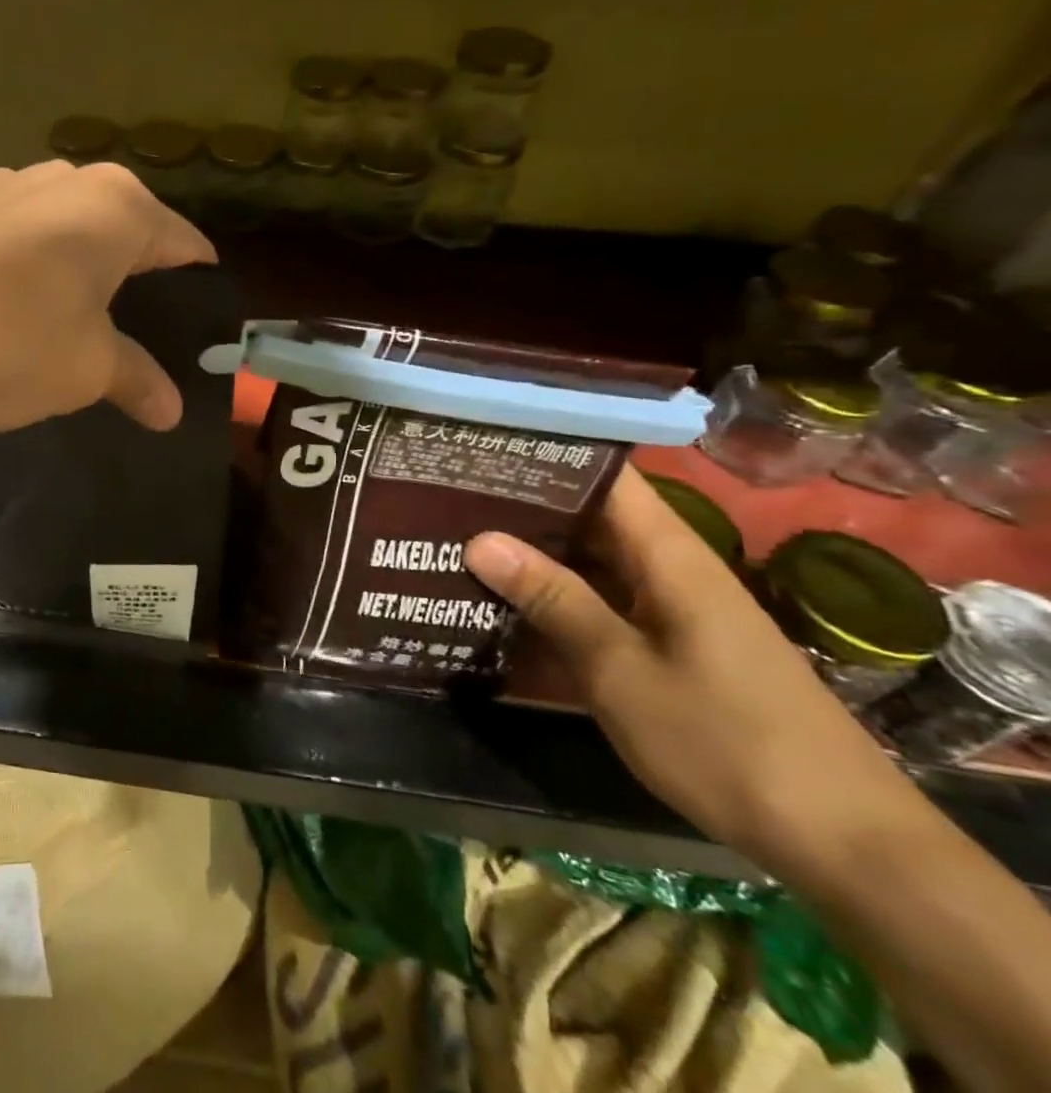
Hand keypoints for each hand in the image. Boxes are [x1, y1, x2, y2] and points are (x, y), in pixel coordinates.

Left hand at [0, 161, 216, 435]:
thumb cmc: (7, 345)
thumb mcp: (86, 371)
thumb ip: (136, 380)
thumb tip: (170, 412)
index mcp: (112, 208)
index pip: (178, 239)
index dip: (193, 274)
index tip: (200, 304)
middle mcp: (54, 179)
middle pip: (111, 221)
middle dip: (124, 264)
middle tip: (127, 315)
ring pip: (44, 219)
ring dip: (55, 255)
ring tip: (48, 305)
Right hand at [463, 467, 918, 875]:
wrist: (844, 843)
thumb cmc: (725, 742)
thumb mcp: (621, 670)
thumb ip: (553, 599)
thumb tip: (479, 538)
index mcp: (670, 556)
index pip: (606, 477)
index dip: (547, 455)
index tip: (481, 450)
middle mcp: (672, 569)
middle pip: (592, 515)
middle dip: (523, 505)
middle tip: (447, 497)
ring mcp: (675, 609)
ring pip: (593, 560)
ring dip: (535, 553)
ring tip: (459, 540)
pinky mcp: (674, 645)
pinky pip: (605, 601)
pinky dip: (558, 597)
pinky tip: (507, 605)